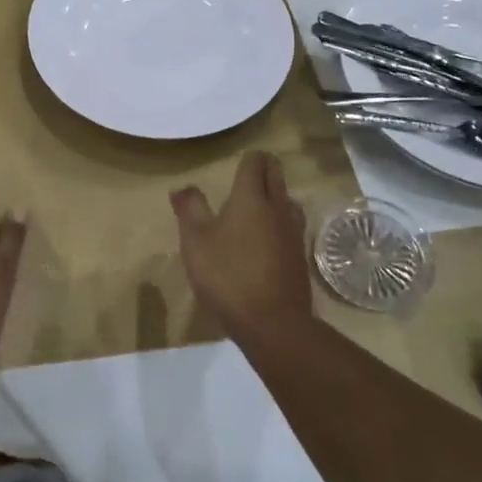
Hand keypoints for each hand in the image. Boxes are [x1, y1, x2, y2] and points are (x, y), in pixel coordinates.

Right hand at [170, 151, 314, 340]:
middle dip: (264, 170)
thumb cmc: (228, 275)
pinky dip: (279, 221)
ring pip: (287, 200)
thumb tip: (182, 187)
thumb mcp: (196, 241)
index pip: (256, 162)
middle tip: (245, 176)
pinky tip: (267, 237)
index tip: (236, 163)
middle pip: (276, 175)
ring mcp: (293, 232)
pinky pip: (290, 225)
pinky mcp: (299, 255)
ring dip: (274, 195)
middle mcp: (278, 207)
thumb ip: (189, 209)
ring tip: (257, 205)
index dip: (247, 158)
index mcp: (251, 198)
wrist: (273, 323)